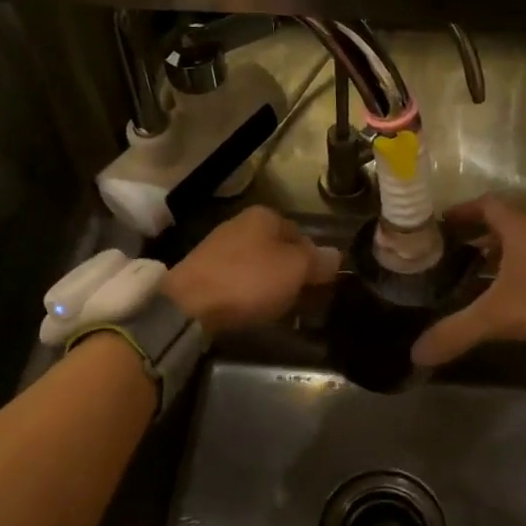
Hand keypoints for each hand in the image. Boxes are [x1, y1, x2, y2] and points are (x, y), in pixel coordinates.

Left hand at [161, 206, 340, 337]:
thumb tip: (336, 255)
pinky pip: (239, 281)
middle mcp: (241, 223)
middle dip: (293, 273)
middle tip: (304, 300)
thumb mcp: (295, 269)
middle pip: (279, 249)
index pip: (302, 234)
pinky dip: (249, 293)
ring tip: (281, 309)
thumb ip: (319, 260)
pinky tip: (252, 310)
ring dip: (271, 285)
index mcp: (265, 215)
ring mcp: (219, 247)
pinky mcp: (203, 272)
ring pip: (259, 266)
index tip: (321, 285)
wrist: (189, 305)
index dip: (315, 259)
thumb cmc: (249, 280)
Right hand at [411, 197, 525, 366]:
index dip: (463, 210)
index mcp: (519, 229)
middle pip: (504, 224)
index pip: (487, 205)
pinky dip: (517, 271)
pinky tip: (509, 295)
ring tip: (475, 273)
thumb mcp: (497, 316)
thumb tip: (416, 354)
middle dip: (477, 235)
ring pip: (522, 245)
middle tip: (453, 250)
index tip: (443, 222)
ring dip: (499, 254)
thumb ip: (456, 332)